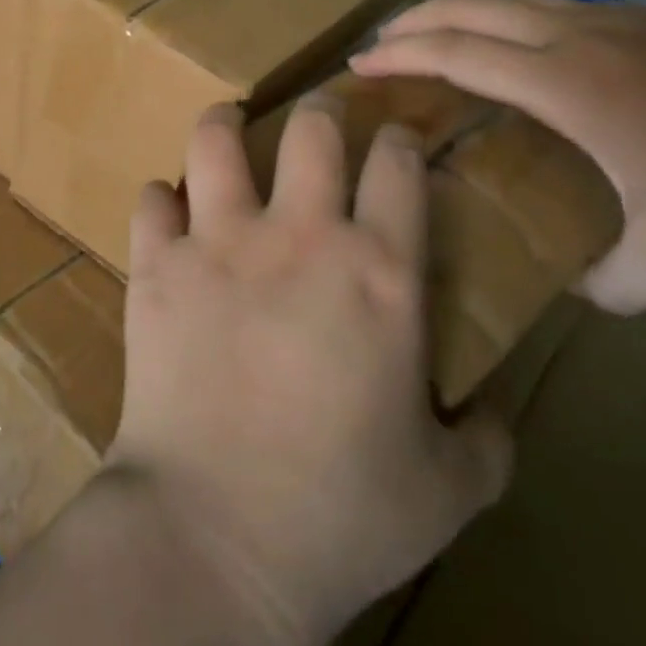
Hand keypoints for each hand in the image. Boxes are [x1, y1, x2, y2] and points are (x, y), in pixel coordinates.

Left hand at [107, 96, 511, 645]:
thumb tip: (494, 411)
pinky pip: (150, 202)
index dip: (401, 139)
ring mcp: (218, 243)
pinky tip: (167, 212)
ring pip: (215, 140)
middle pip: (311, 129)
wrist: (215, 535)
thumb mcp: (449, 489)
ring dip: (224, 124)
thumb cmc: (341, 516)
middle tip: (319, 116)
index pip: (398, 167)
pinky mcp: (156, 267)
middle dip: (320, 109)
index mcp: (379, 272)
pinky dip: (160, 200)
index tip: (398, 138)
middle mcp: (298, 236)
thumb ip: (487, 440)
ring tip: (229, 124)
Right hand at [349, 0, 645, 312]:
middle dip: (412, 22)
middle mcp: (577, 39)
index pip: (460, 56)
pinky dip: (501, 17)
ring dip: (455, 12)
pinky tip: (509, 47)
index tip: (359, 67)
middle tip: (374, 46)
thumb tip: (575, 296)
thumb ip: (616, 282)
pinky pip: (545, 7)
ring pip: (508, 1)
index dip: (402, 58)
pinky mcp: (643, 18)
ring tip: (425, 35)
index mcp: (569, 85)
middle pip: (471, 10)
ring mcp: (612, 20)